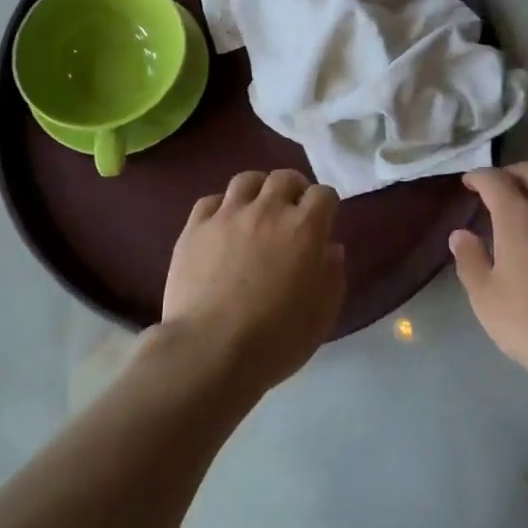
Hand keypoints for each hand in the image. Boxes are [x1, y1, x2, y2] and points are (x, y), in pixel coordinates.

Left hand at [162, 169, 346, 393]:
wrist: (211, 349)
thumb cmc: (277, 338)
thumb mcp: (323, 313)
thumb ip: (332, 274)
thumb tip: (330, 248)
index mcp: (304, 229)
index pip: (323, 195)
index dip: (326, 206)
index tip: (323, 222)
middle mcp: (267, 210)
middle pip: (284, 178)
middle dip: (294, 189)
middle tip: (292, 211)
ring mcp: (227, 215)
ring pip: (246, 180)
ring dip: (258, 190)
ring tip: (257, 210)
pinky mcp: (195, 228)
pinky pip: (210, 201)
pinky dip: (222, 207)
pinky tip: (222, 225)